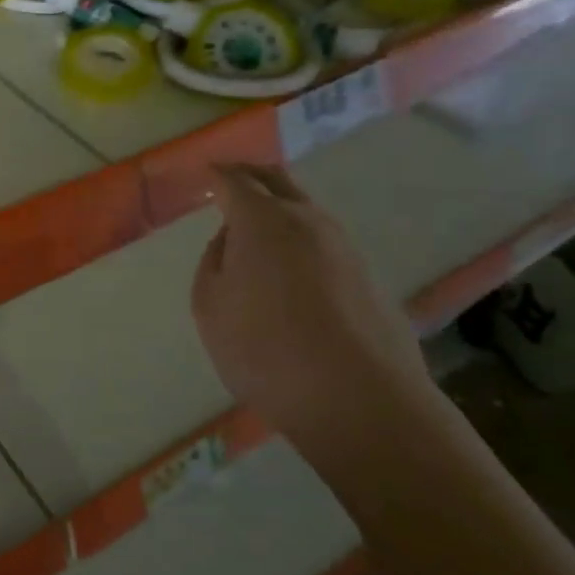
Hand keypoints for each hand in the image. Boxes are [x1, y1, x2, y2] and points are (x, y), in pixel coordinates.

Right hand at [190, 164, 436, 455]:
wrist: (359, 400)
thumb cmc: (265, 349)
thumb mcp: (210, 306)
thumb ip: (214, 262)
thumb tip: (233, 241)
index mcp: (262, 219)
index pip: (236, 180)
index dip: (218, 175)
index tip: (206, 175)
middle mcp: (308, 220)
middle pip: (278, 180)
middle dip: (251, 174)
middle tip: (231, 180)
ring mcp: (345, 247)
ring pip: (306, 210)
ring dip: (280, 207)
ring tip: (257, 226)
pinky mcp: (367, 277)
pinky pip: (324, 242)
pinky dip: (300, 239)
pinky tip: (290, 267)